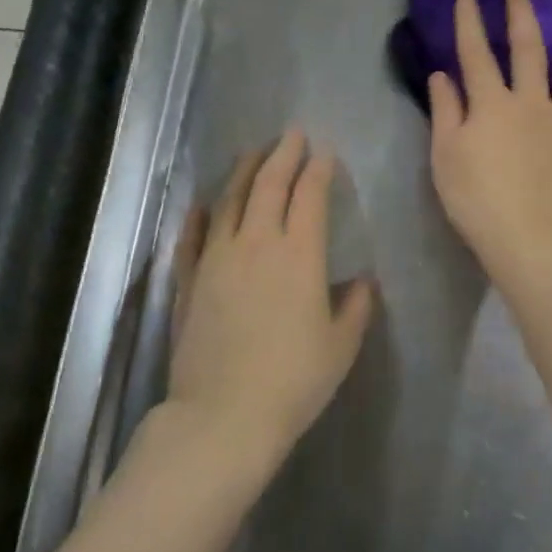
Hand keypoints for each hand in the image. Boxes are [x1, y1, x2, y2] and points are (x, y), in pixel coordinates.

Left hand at [168, 129, 374, 459]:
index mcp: (300, 255)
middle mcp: (256, 244)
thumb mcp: (341, 346)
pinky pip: (192, 238)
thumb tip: (363, 282)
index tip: (325, 153)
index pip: (310, 196)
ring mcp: (216, 260)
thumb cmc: (294, 380)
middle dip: (283, 154)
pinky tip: (203, 203)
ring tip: (253, 153)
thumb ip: (357, 307)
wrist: (224, 417)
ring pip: (229, 201)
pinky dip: (199, 216)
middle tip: (292, 134)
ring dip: (243, 172)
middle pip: (268, 185)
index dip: (318, 170)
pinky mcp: (188, 282)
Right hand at [427, 0, 551, 277]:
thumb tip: (442, 75)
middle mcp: (532, 101)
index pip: (476, 53)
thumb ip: (445, 111)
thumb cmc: (476, 199)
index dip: (470, 23)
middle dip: (523, 17)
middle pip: (530, 50)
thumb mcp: (445, 156)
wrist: (528, 238)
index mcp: (492, 103)